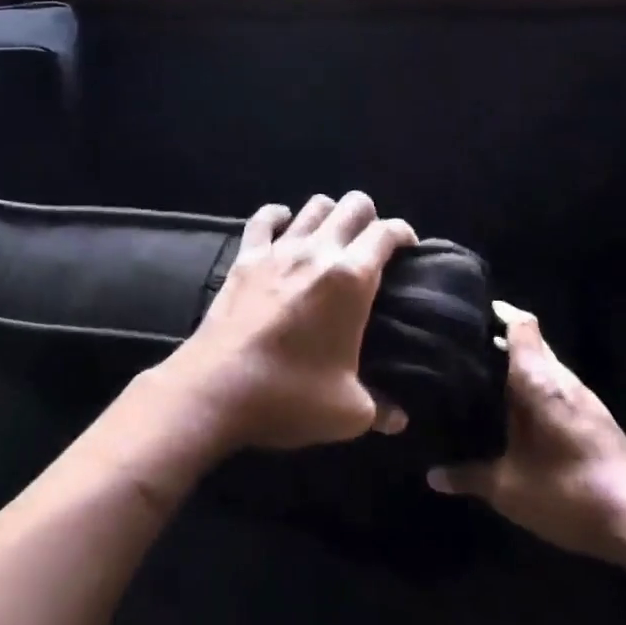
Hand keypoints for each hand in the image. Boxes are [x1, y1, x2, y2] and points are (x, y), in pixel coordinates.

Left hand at [144, 192, 417, 451]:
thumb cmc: (290, 396)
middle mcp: (318, 252)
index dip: (403, 234)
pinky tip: (285, 226)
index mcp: (351, 278)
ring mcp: (278, 250)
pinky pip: (263, 219)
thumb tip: (398, 419)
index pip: (386, 233)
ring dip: (330, 214)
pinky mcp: (245, 258)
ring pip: (313, 206)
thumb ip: (380, 408)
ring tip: (332, 237)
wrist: (217, 389)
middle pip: (353, 205)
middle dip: (369, 217)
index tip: (409, 251)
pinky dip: (278, 216)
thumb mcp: (348, 412)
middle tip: (371, 245)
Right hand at [428, 303, 625, 568]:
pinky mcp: (597, 419)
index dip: (498, 313)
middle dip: (500, 340)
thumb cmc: (568, 493)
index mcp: (539, 382)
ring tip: (483, 374)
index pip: (521, 326)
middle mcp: (563, 380)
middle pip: (533, 343)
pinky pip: (559, 387)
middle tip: (463, 347)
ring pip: (547, 367)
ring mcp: (585, 399)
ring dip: (520, 366)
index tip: (469, 313)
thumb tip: (432, 476)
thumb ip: (468, 477)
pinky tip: (518, 410)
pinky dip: (536, 387)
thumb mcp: (508, 489)